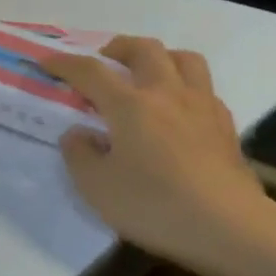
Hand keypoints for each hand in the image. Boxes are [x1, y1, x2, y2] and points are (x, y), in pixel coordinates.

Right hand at [40, 37, 275, 275]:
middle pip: (144, 50)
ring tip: (146, 74)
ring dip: (160, 57)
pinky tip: (177, 110)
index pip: (91, 72)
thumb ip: (79, 155)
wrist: (230, 228)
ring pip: (184, 59)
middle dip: (118, 48)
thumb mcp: (96, 187)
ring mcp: (202, 107)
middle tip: (103, 59)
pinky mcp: (226, 128)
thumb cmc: (154, 205)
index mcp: (130, 105)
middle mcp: (167, 94)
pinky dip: (185, 88)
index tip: (46, 62)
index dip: (64, 64)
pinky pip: (205, 89)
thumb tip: (79, 134)